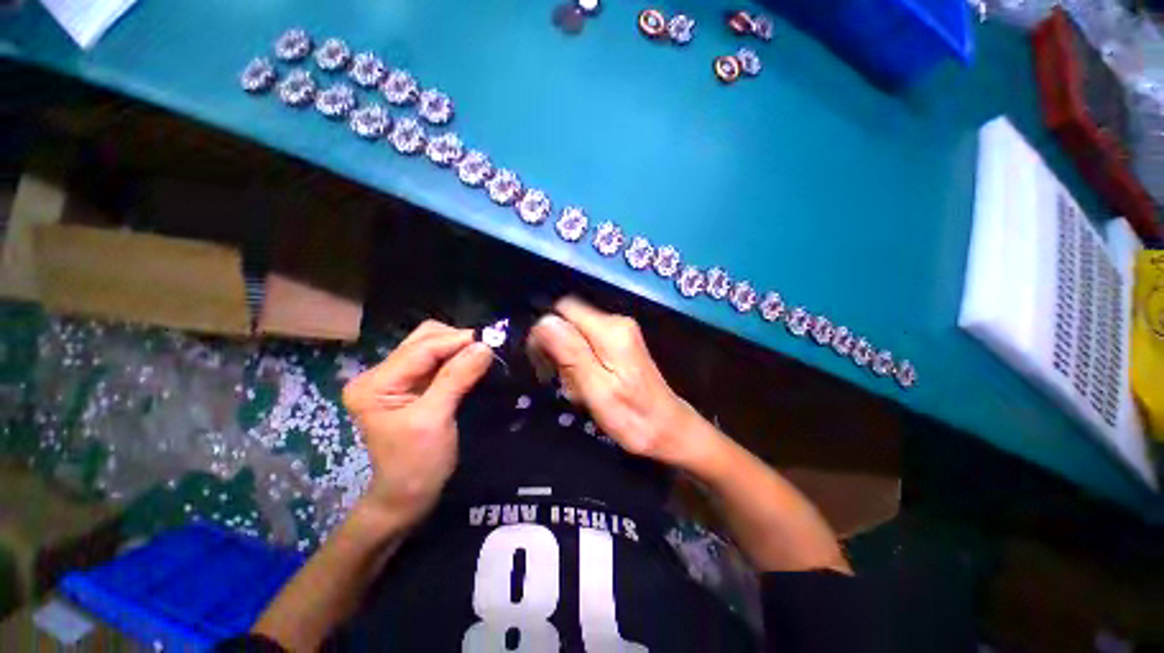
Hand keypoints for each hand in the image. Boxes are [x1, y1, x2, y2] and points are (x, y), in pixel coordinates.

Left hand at [342, 320, 491, 528]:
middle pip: (424, 339)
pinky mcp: (411, 385)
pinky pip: (437, 360)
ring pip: (432, 346)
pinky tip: (472, 363)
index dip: (458, 340)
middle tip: (487, 350)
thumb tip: (485, 346)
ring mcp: (395, 378)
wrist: (407, 496)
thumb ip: (457, 378)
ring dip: (458, 348)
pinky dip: (457, 358)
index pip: (422, 348)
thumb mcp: (435, 419)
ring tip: (482, 356)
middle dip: (458, 341)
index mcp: (375, 383)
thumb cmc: (416, 464)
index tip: (492, 340)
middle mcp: (380, 374)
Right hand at [527, 296, 706, 466]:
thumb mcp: (597, 389)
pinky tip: (586, 385)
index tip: (544, 362)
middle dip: (557, 349)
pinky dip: (579, 363)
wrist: (668, 429)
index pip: (564, 309)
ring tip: (577, 389)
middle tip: (563, 381)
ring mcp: (619, 332)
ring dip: (568, 361)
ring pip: (575, 334)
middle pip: (569, 321)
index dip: (547, 331)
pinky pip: (586, 344)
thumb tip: (544, 321)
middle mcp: (616, 322)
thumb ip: (571, 353)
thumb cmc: (633, 418)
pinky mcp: (620, 343)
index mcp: (610, 330)